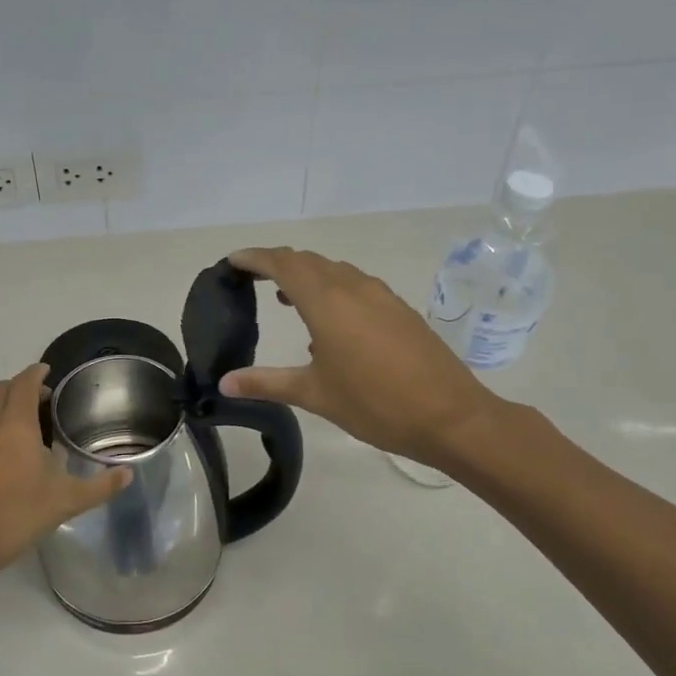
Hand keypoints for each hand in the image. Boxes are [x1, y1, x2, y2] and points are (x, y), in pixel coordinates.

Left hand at [0, 364, 129, 596]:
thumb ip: (99, 487)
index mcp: (15, 425)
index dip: (36, 373)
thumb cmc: (13, 516)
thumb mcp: (64, 503)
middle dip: (19, 388)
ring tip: (17, 426)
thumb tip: (128, 473)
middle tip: (40, 400)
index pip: (25, 383)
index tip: (48, 371)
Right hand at [220, 247, 505, 471]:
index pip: (283, 264)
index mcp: (327, 302)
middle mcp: (353, 288)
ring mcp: (381, 296)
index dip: (255, 258)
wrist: (451, 417)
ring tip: (284, 298)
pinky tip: (328, 323)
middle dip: (277, 263)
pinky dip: (331, 289)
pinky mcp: (399, 309)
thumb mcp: (314, 394)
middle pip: (308, 261)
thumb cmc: (375, 404)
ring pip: (334, 271)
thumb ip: (266, 383)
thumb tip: (224, 383)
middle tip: (252, 277)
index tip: (232, 261)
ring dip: (306, 275)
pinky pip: (356, 285)